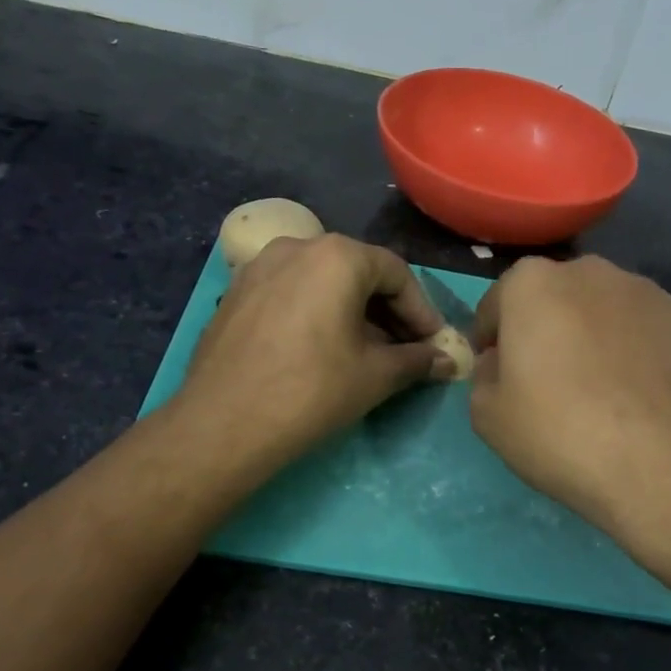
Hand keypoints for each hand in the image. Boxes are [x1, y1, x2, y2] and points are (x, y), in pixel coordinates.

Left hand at [176, 233, 448, 471]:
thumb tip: (446, 362)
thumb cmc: (312, 391)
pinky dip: (315, 314)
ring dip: (351, 313)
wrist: (224, 424)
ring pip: (321, 282)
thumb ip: (417, 361)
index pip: (396, 273)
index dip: (422, 311)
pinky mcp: (235, 294)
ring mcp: (259, 268)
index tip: (433, 344)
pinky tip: (321, 351)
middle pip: (357, 272)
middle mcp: (296, 246)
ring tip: (365, 353)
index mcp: (337, 256)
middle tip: (405, 350)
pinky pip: (290, 294)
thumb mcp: (376, 376)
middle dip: (387, 312)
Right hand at [470, 256, 670, 537]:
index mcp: (532, 284)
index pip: (497, 304)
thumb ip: (484, 377)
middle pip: (555, 300)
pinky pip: (648, 335)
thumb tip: (501, 363)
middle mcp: (592, 273)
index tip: (497, 375)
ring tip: (602, 392)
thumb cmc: (559, 432)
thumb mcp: (488, 416)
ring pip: (606, 313)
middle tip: (548, 382)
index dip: (491, 341)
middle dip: (547, 331)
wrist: (662, 463)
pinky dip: (638, 356)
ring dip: (595, 339)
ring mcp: (649, 294)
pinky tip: (641, 400)